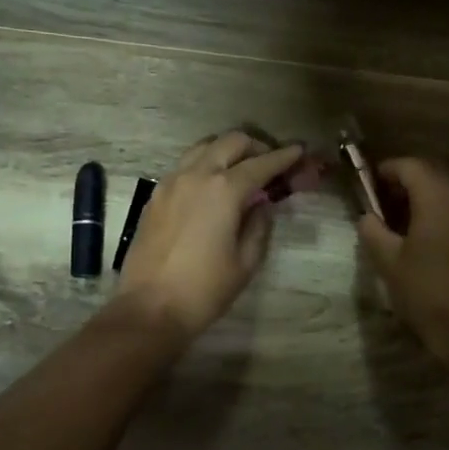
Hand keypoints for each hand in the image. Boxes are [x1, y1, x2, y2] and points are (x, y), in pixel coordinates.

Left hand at [116, 131, 305, 340]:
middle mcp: (196, 175)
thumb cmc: (205, 289)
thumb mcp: (246, 262)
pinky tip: (211, 186)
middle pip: (231, 142)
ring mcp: (171, 181)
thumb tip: (261, 204)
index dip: (283, 156)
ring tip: (240, 169)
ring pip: (203, 146)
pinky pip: (184, 165)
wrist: (150, 307)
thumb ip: (259, 225)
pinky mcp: (155, 195)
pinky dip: (204, 163)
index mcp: (224, 189)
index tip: (298, 150)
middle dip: (255, 147)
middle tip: (270, 163)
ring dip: (226, 150)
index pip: (261, 163)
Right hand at [357, 158, 448, 354]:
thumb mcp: (388, 260)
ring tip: (413, 218)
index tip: (372, 183)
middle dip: (411, 180)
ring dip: (434, 194)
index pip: (411, 165)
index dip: (388, 170)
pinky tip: (440, 234)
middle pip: (436, 171)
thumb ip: (372, 230)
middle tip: (389, 200)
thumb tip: (368, 216)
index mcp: (439, 195)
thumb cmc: (426, 290)